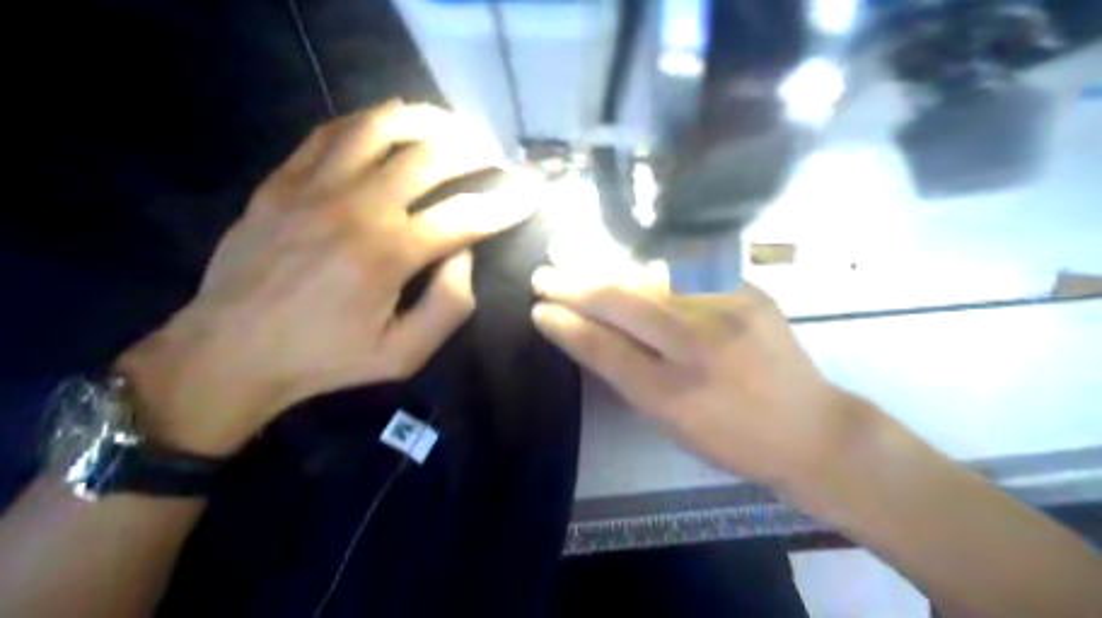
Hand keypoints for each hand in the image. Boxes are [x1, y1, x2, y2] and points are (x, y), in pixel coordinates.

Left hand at [120, 101, 536, 454]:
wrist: (231, 350)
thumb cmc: (327, 358)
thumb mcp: (404, 354)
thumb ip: (450, 304)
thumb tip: (465, 251)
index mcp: (389, 254)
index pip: (466, 215)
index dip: (508, 202)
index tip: (532, 191)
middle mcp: (356, 207)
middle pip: (431, 156)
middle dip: (476, 150)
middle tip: (495, 155)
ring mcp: (314, 186)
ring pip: (381, 125)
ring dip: (428, 120)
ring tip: (452, 127)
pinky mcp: (283, 179)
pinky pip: (333, 130)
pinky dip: (371, 121)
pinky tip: (392, 126)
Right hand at [532, 263, 858, 488]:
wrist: (810, 428)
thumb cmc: (732, 438)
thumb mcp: (670, 423)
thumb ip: (626, 376)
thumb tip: (586, 334)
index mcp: (673, 394)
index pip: (604, 349)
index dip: (566, 326)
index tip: (537, 310)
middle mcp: (699, 347)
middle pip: (623, 304)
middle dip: (575, 285)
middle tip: (542, 273)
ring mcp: (729, 311)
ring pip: (650, 277)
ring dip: (604, 264)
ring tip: (570, 249)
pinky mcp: (750, 290)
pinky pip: (687, 270)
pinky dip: (648, 264)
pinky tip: (624, 255)